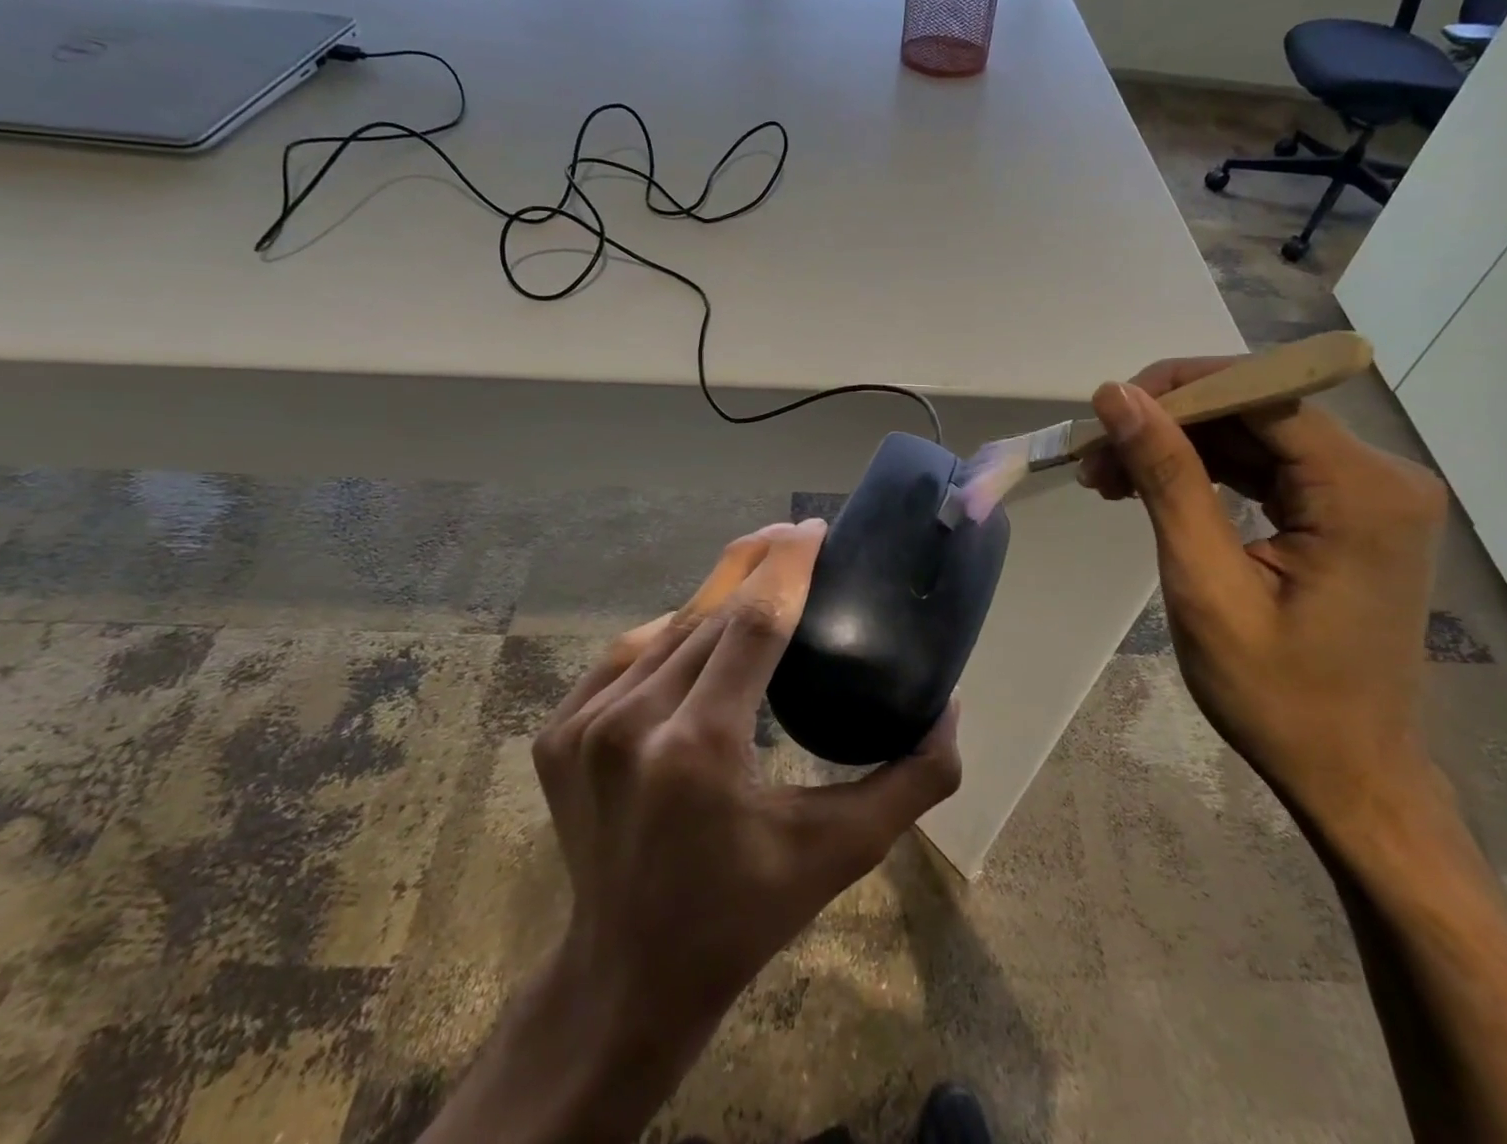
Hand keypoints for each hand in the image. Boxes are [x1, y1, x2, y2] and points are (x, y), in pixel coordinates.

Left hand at [426, 520, 960, 1143]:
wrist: (625, 976)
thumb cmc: (744, 916)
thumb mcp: (841, 853)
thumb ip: (912, 781)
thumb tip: (950, 708)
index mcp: (700, 749)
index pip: (752, 622)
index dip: (786, 566)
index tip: (814, 529)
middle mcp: (632, 724)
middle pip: (706, 614)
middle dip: (754, 565)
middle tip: (793, 535)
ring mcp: (583, 727)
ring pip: (665, 629)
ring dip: (714, 596)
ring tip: (756, 577)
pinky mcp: (557, 734)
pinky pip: (624, 655)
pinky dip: (667, 633)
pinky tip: (696, 627)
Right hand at [1078, 360, 1448, 837]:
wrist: (1350, 773)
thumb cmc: (1278, 696)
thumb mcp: (1206, 585)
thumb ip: (1167, 480)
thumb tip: (1118, 395)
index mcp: (1363, 491)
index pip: (1260, 394)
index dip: (1176, 390)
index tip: (1104, 415)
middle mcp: (1382, 475)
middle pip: (1257, 409)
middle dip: (1168, 425)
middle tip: (1094, 459)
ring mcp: (1370, 493)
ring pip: (1255, 435)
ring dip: (1178, 448)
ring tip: (1108, 477)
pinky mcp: (1350, 512)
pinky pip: (1267, 467)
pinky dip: (1205, 472)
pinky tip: (1152, 489)